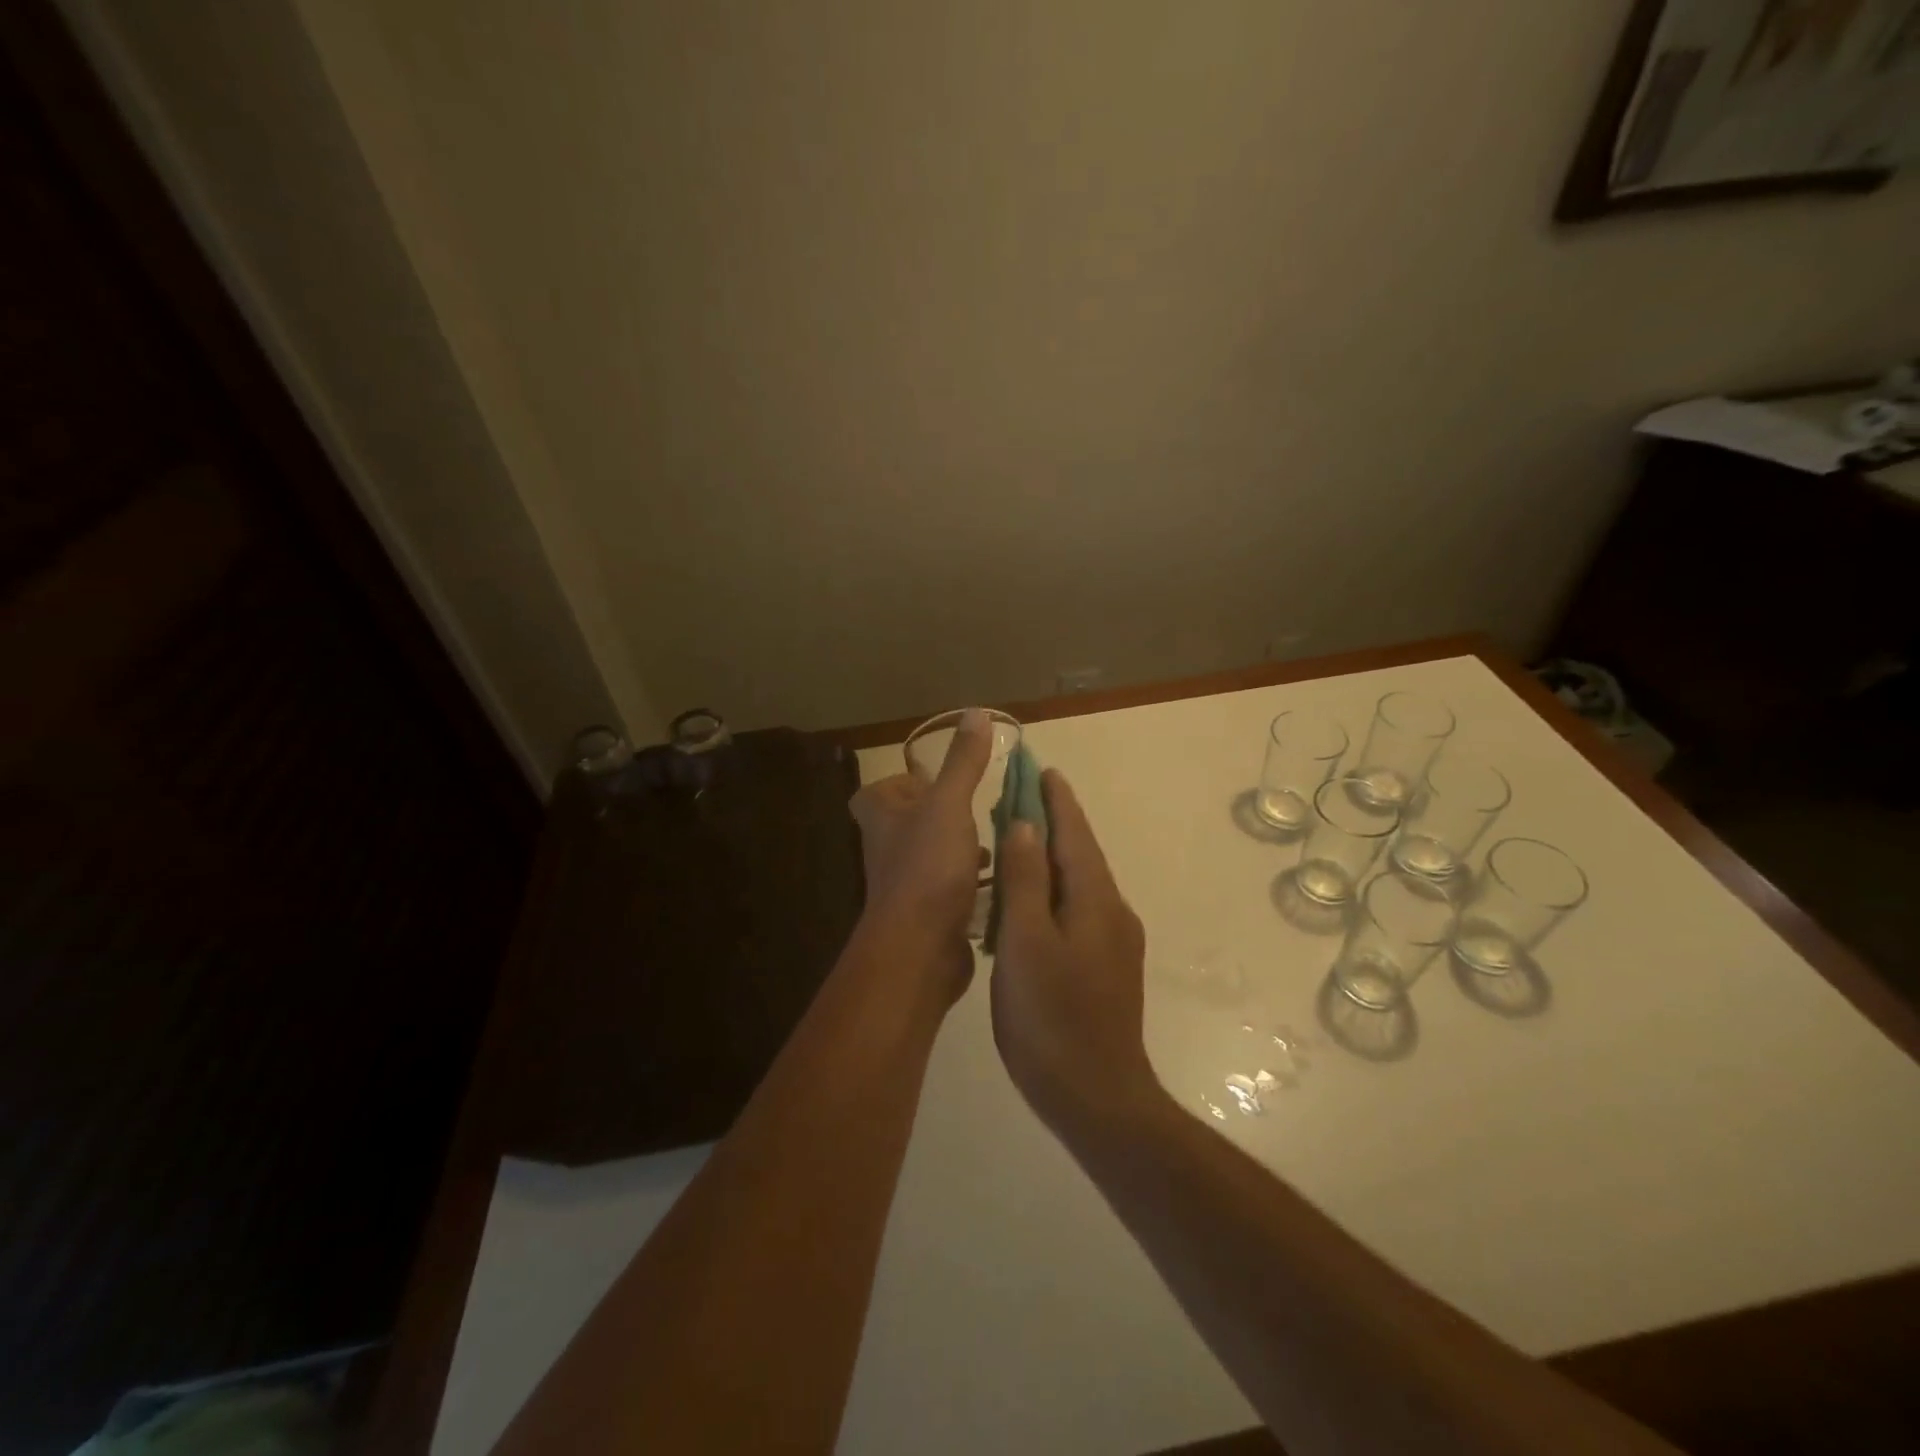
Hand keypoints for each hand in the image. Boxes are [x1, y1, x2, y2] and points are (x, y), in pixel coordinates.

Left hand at [847, 708, 992, 1002]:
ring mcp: (904, 885)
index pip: (877, 792)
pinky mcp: (926, 915)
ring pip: (930, 856)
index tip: (936, 784)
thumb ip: (963, 762)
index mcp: (881, 817)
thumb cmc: (928, 866)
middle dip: (941, 816)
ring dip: (958, 848)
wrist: (919, 947)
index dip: (902, 785)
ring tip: (994, 843)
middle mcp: (886, 849)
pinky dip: (970, 882)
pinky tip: (999, 881)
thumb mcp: (949, 803)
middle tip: (976, 810)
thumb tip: (976, 713)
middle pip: (908, 823)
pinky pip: (948, 888)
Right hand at [990, 770, 1159, 1134]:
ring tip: (1018, 842)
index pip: (1074, 833)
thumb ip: (1025, 880)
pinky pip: (1078, 910)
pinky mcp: (1106, 968)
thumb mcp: (1026, 942)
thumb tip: (1025, 825)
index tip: (1043, 769)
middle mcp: (1112, 911)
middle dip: (1054, 823)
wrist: (1098, 1097)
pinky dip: (1054, 890)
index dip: (1057, 800)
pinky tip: (1031, 903)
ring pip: (1079, 883)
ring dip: (1051, 857)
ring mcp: (1114, 942)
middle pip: (1079, 854)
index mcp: (1095, 899)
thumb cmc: (1051, 1017)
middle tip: (1020, 798)